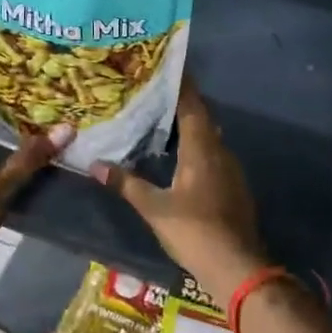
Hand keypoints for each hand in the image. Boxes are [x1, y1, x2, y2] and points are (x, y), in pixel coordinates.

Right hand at [91, 80, 269, 307]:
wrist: (237, 266)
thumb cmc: (194, 230)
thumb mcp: (154, 208)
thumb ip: (126, 184)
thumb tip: (95, 164)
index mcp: (202, 149)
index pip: (192, 105)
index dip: (181, 85)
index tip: (167, 66)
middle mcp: (220, 152)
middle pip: (202, 118)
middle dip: (182, 103)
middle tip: (155, 93)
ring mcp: (231, 170)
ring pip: (209, 137)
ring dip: (190, 126)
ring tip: (162, 120)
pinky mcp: (234, 187)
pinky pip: (213, 155)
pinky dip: (197, 147)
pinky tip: (180, 157)